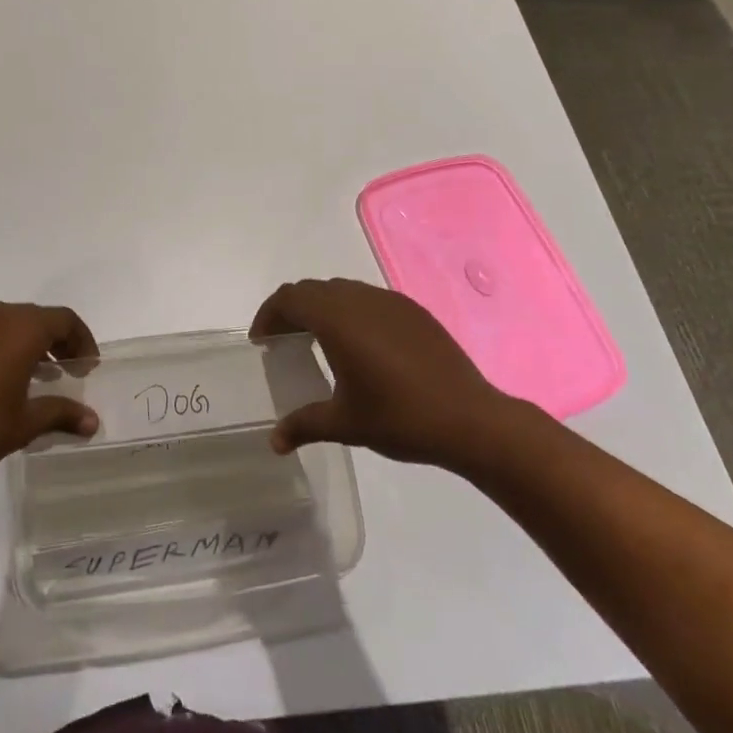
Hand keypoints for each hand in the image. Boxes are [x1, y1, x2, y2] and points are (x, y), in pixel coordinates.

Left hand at [0, 302, 100, 486]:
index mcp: (22, 328)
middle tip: (68, 373)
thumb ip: (61, 414)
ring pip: (11, 324)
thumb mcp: (23, 425)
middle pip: (39, 318)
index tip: (89, 368)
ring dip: (30, 344)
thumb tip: (93, 421)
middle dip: (58, 342)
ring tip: (36, 379)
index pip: (65, 320)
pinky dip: (2, 347)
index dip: (83, 341)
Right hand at [250, 277, 527, 473]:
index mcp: (336, 320)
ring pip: (341, 290)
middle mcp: (358, 299)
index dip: (269, 314)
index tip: (262, 341)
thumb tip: (274, 442)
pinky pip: (368, 298)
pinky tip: (361, 345)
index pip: (289, 299)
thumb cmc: (400, 418)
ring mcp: (388, 301)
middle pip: (312, 290)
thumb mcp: (345, 424)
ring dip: (321, 308)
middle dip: (292, 310)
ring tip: (319, 341)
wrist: (470, 419)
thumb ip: (304, 424)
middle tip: (284, 340)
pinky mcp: (411, 310)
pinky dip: (350, 312)